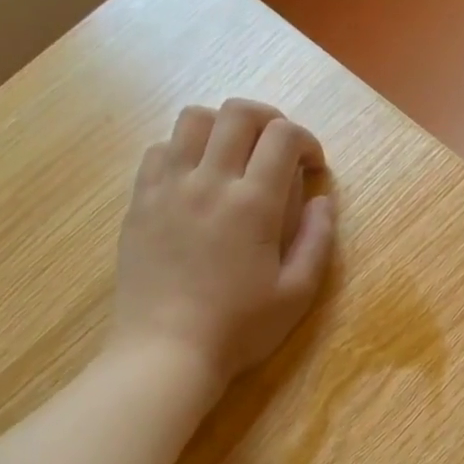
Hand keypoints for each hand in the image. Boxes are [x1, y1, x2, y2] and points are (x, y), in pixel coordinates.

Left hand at [109, 100, 335, 387]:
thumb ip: (317, 240)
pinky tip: (198, 179)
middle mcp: (208, 181)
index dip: (306, 141)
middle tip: (281, 150)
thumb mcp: (297, 292)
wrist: (166, 350)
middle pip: (237, 113)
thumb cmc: (240, 327)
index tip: (313, 167)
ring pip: (194, 119)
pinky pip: (160, 148)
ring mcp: (167, 186)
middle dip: (270, 119)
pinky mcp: (140, 200)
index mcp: (253, 204)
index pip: (283, 137)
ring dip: (225, 126)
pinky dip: (187, 148)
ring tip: (238, 156)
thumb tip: (323, 200)